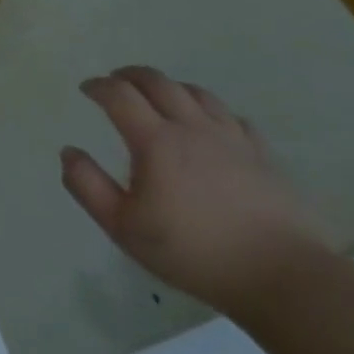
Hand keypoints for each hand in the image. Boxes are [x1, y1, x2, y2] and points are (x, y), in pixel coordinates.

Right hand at [60, 67, 327, 314]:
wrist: (284, 277)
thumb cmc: (193, 252)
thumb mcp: (122, 227)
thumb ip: (87, 185)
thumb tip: (69, 152)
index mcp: (156, 142)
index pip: (119, 95)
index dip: (98, 86)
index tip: (86, 89)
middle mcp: (193, 129)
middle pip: (159, 82)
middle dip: (130, 76)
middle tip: (114, 81)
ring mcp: (233, 139)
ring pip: (197, 93)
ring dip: (169, 87)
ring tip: (157, 97)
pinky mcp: (263, 155)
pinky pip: (232, 117)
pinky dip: (209, 110)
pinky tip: (207, 125)